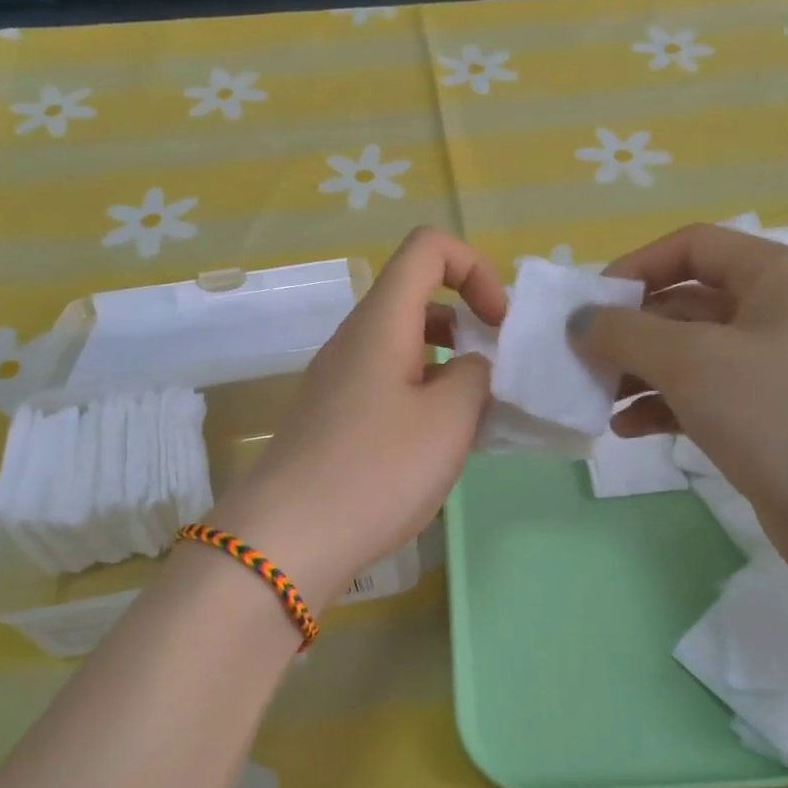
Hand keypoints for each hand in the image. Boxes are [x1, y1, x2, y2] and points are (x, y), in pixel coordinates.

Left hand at [206, 227, 507, 607]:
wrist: (289, 539)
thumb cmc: (377, 469)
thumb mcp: (449, 420)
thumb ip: (476, 377)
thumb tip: (471, 368)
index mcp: (381, 322)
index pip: (428, 248)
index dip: (475, 268)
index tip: (499, 323)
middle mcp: (354, 340)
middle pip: (416, 297)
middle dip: (467, 322)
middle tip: (496, 372)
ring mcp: (338, 381)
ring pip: (403, 346)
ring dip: (447, 365)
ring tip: (475, 416)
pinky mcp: (332, 419)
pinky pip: (386, 385)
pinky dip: (422, 396)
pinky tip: (438, 447)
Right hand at [572, 224, 787, 598]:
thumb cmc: (778, 414)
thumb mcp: (692, 362)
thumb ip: (625, 333)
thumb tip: (580, 321)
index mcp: (777, 278)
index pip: (694, 247)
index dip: (637, 266)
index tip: (591, 304)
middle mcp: (779, 314)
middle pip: (687, 303)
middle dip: (631, 330)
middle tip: (583, 358)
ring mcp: (774, 369)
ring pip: (691, 355)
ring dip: (640, 372)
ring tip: (597, 398)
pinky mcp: (766, 418)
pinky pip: (702, 397)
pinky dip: (662, 407)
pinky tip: (626, 429)